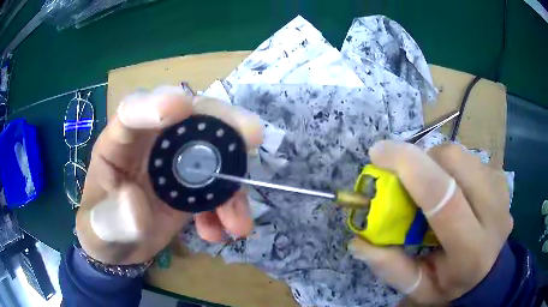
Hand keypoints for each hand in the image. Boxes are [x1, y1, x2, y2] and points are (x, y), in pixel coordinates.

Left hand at [76, 86, 262, 264]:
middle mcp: (148, 144)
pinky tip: (223, 230)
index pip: (132, 112)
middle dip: (220, 122)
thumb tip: (137, 206)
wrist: (119, 248)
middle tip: (250, 134)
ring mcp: (173, 163)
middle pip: (186, 117)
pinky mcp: (190, 184)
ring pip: (211, 149)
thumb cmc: (101, 232)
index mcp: (117, 145)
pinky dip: (227, 206)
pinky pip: (217, 184)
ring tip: (239, 217)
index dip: (155, 104)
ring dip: (233, 176)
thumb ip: (110, 220)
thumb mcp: (98, 231)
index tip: (182, 105)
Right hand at [348, 140, 511, 303]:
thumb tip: (360, 240)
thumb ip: (391, 268)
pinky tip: (451, 188)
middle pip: (454, 162)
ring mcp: (501, 191)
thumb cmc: (452, 284)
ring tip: (430, 187)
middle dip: (422, 161)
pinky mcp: (500, 178)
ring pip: (461, 155)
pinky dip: (450, 166)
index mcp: (472, 250)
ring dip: (435, 163)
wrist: (488, 273)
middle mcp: (494, 213)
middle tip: (406, 179)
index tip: (378, 153)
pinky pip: (469, 157)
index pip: (444, 197)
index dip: (409, 167)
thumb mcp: (419, 289)